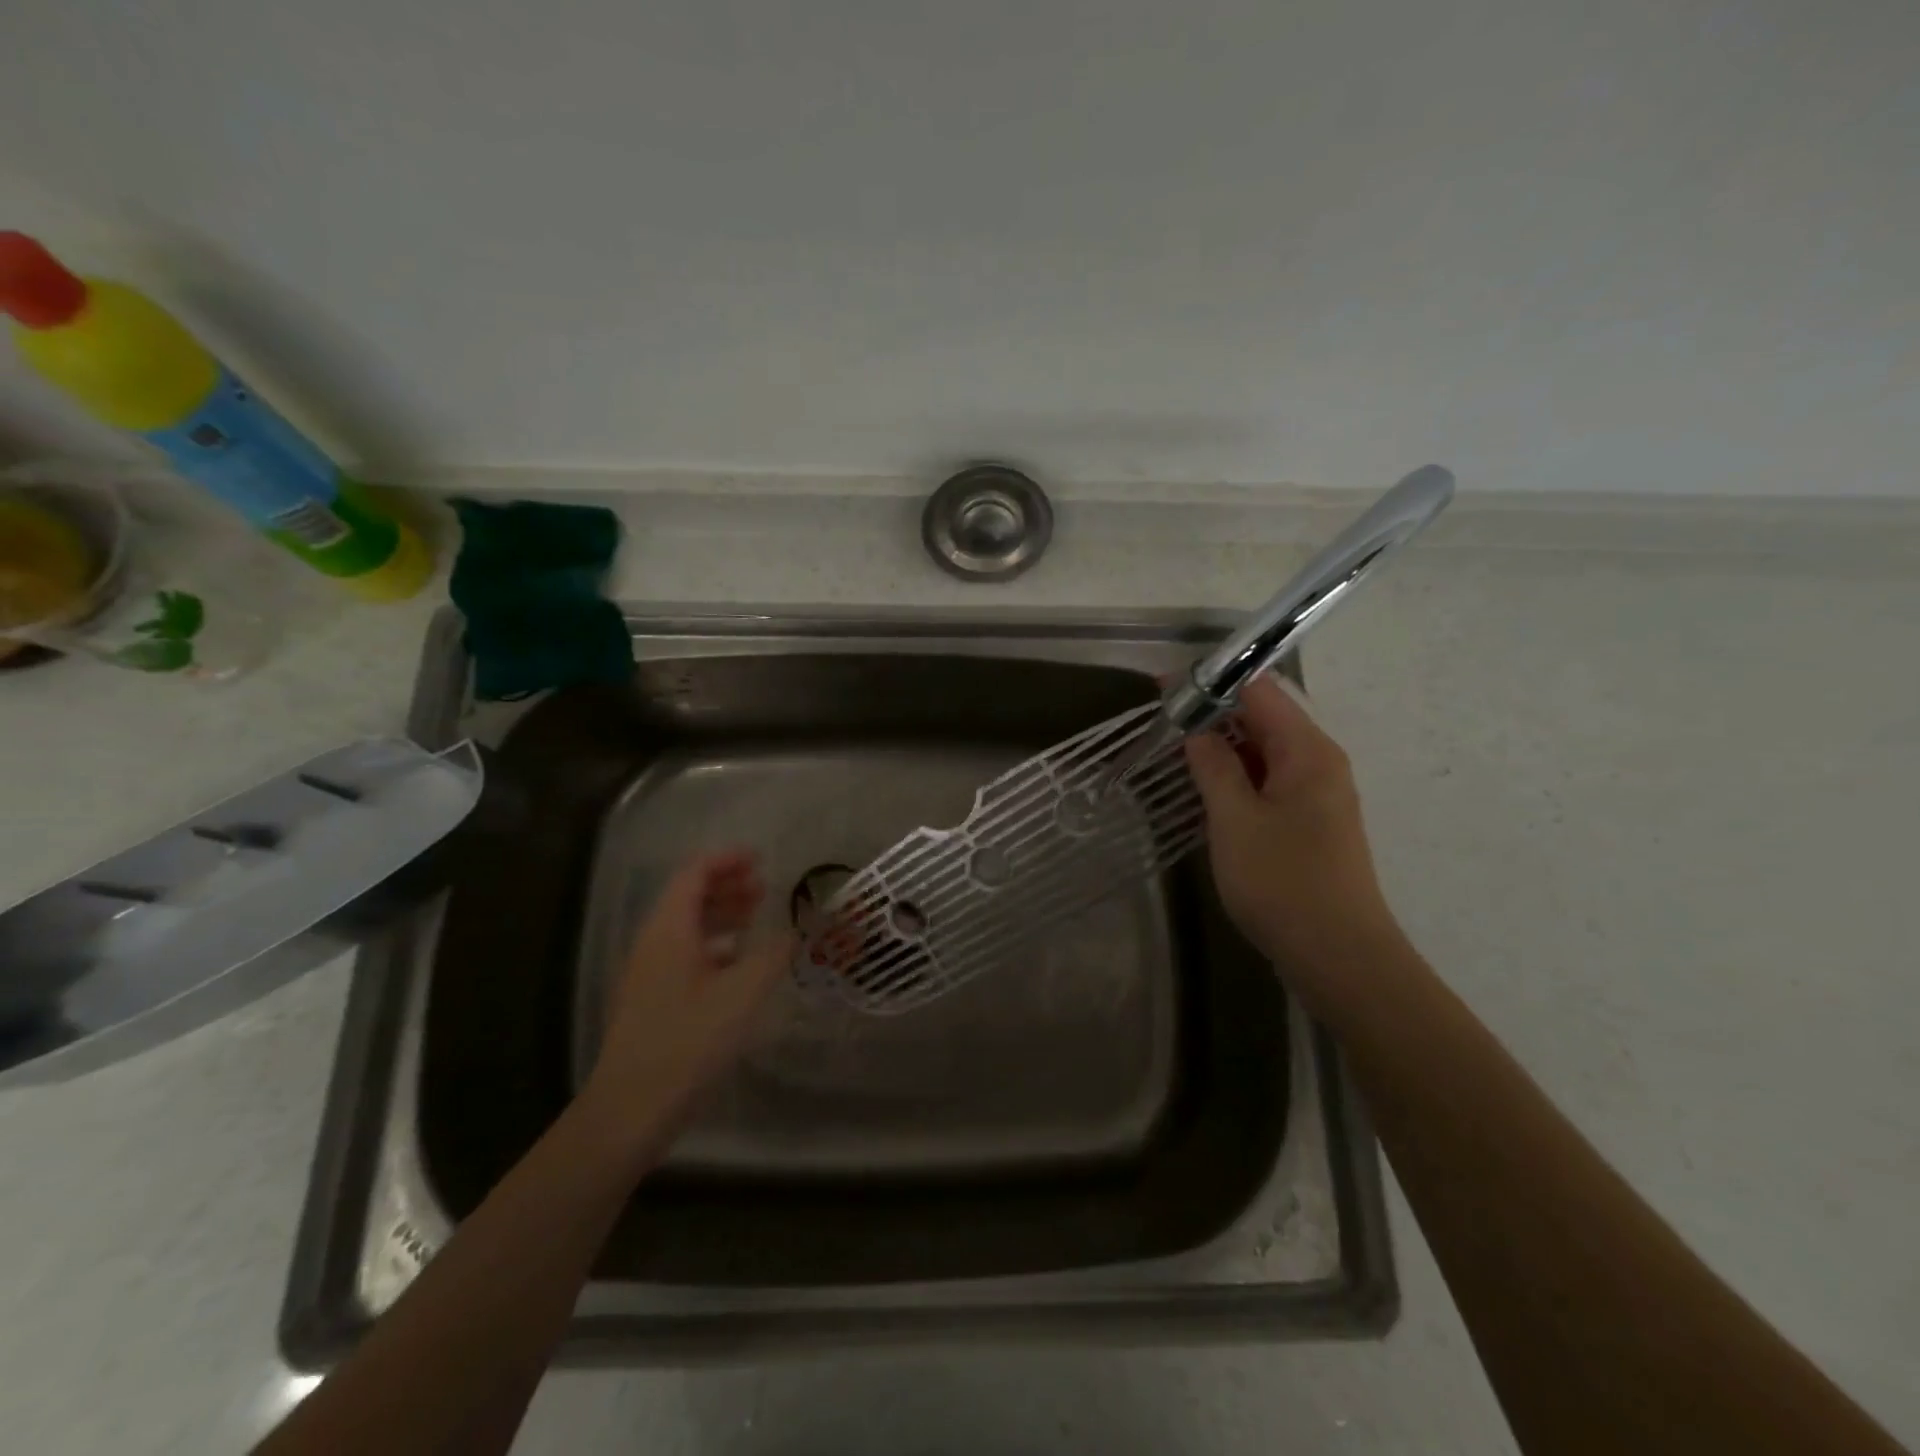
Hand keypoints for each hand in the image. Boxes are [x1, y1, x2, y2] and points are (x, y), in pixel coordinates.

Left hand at [581, 850, 792, 1153]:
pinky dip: (715, 945)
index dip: (727, 860)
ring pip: (687, 927)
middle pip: (689, 896)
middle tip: (765, 888)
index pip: (694, 873)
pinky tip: (739, 964)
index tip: (761, 859)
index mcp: (669, 929)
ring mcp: (649, 972)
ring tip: (757, 919)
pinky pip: (685, 953)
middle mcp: (654, 942)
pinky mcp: (652, 999)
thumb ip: (774, 954)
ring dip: (722, 915)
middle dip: (727, 885)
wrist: (630, 1109)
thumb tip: (797, 930)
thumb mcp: (743, 994)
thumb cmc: (688, 1041)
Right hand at [1183, 674, 1403, 994]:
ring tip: (1174, 746)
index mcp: (1308, 751)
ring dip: (1222, 745)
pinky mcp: (1308, 823)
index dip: (1212, 682)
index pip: (1259, 691)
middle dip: (1213, 711)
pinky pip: (1268, 781)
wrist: (1338, 957)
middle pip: (1264, 718)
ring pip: (1264, 751)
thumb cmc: (1283, 882)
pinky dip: (1236, 774)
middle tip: (1161, 716)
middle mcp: (1318, 763)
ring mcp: (1316, 794)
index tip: (1164, 686)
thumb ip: (1214, 767)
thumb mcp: (1235, 820)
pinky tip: (1205, 785)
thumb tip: (1198, 730)